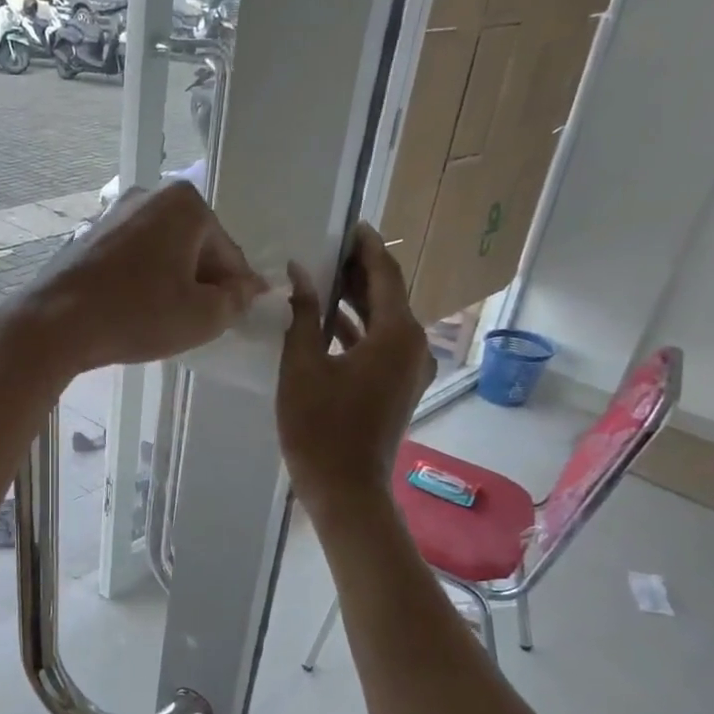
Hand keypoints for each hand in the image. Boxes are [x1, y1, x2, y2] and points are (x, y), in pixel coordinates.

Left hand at [2, 180, 264, 379]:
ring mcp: (113, 213)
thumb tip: (247, 289)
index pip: (228, 253)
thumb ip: (236, 300)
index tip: (238, 316)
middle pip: (194, 247)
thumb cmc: (136, 316)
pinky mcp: (87, 236)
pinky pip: (131, 259)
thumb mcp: (201, 317)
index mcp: (185, 204)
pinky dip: (141, 281)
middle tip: (198, 323)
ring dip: (170, 282)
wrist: (54, 324)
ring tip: (164, 320)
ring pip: (161, 253)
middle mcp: (149, 195)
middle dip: (201, 283)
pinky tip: (134, 310)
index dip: (237, 290)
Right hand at [277, 224, 434, 512]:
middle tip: (325, 250)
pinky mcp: (399, 387)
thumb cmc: (319, 427)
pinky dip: (357, 331)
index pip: (384, 274)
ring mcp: (410, 369)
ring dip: (355, 302)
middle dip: (358, 272)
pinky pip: (381, 345)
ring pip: (384, 322)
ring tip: (320, 280)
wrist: (345, 488)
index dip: (365, 247)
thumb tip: (298, 273)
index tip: (346, 224)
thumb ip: (303, 315)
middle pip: (387, 295)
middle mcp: (415, 345)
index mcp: (397, 334)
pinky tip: (326, 325)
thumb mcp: (302, 366)